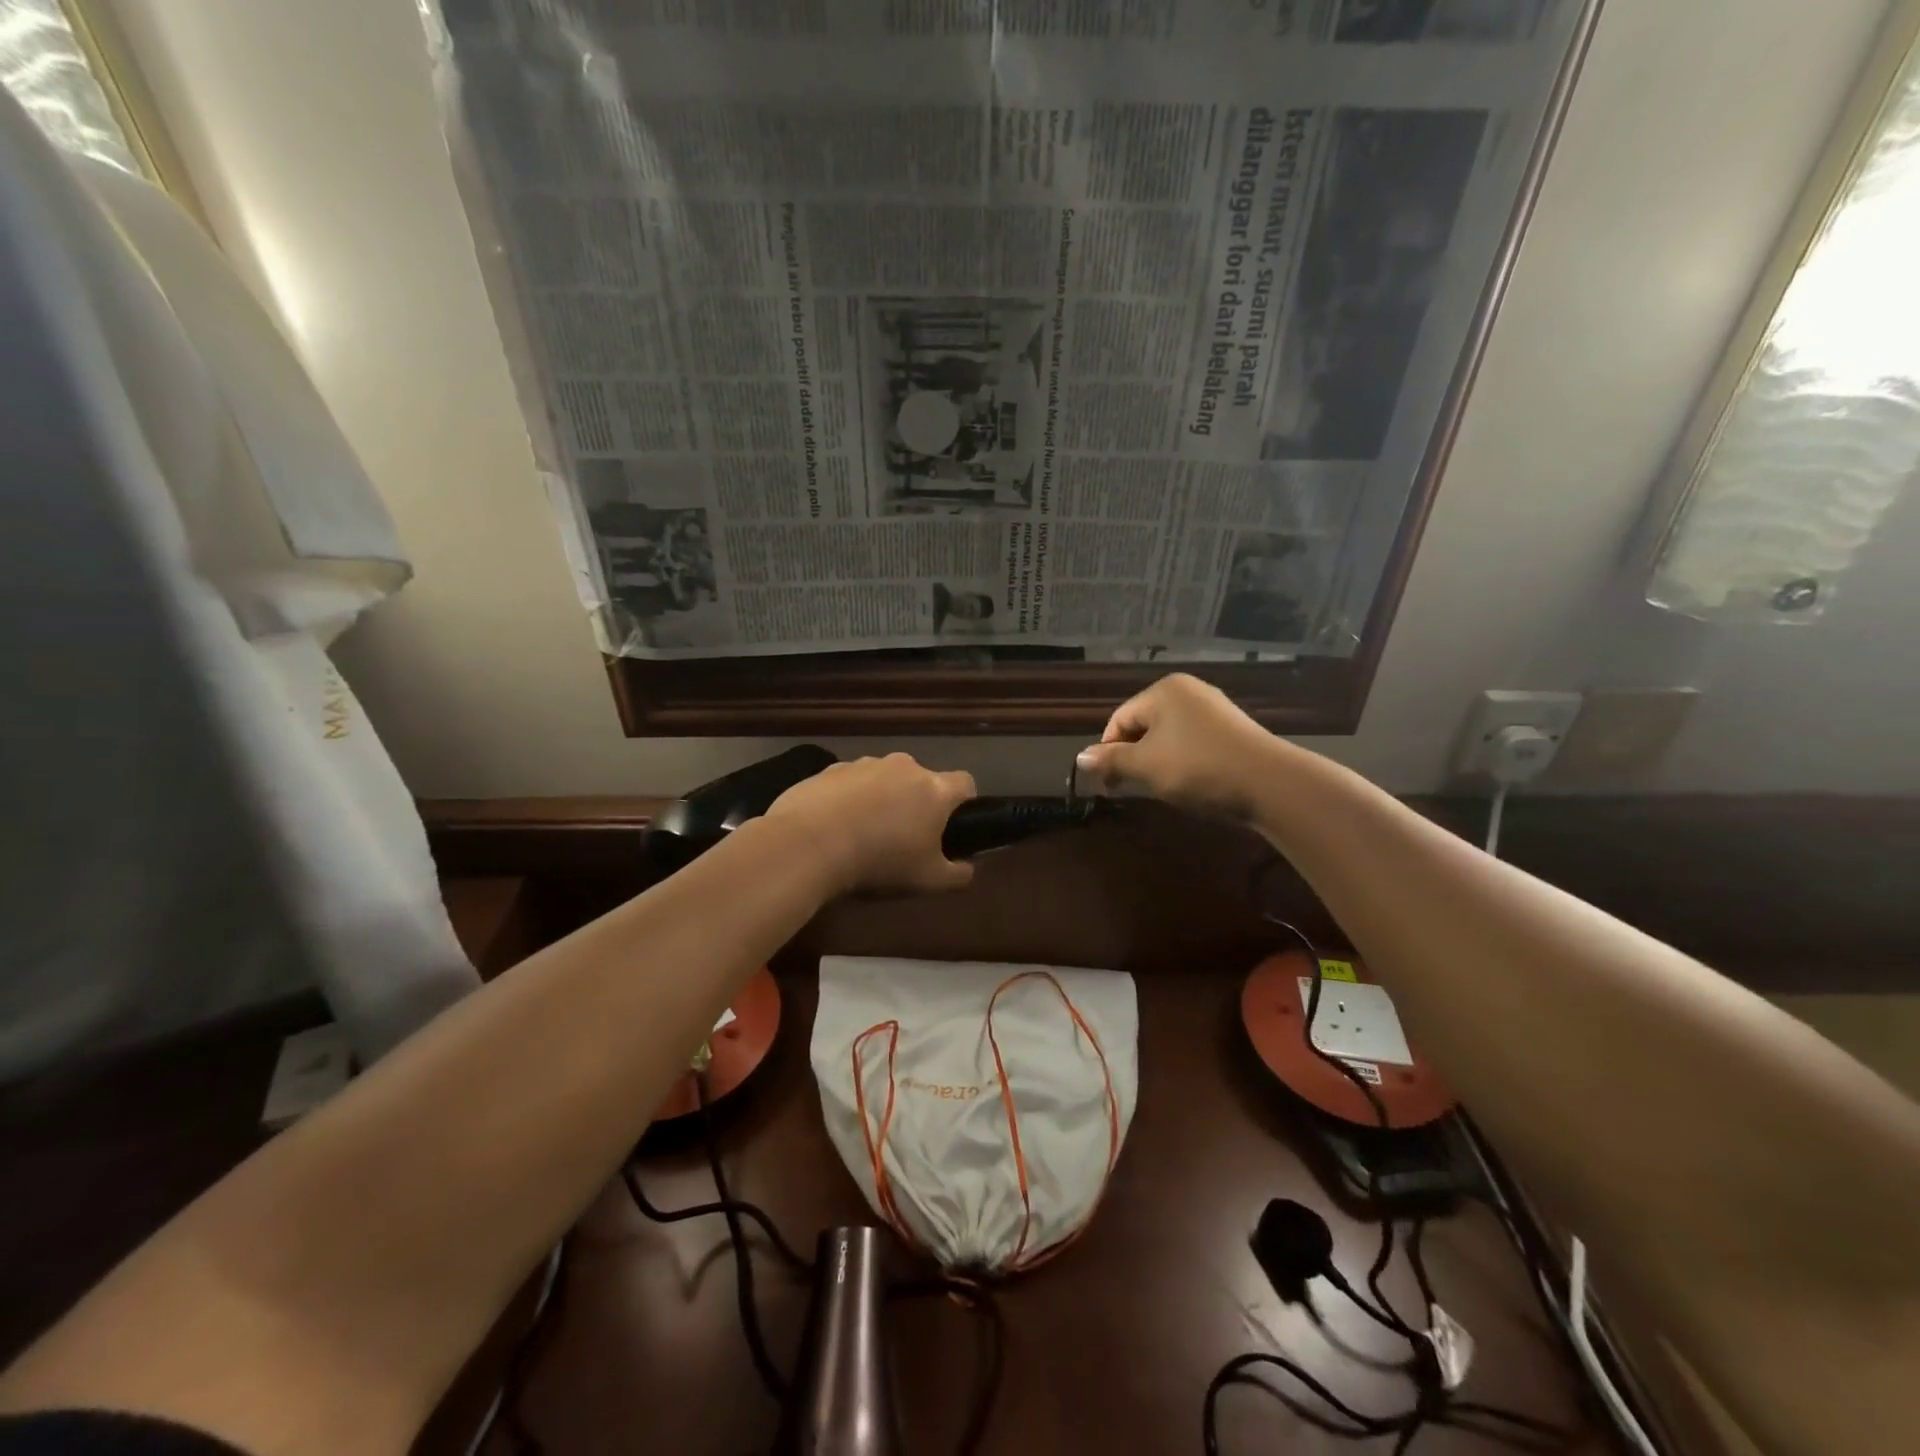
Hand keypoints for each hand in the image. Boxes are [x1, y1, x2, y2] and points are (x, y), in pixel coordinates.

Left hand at [763, 753, 976, 897]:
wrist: (809, 844)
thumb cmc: (880, 862)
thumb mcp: (929, 881)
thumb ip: (958, 874)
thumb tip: (968, 867)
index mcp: (934, 789)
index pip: (965, 783)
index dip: (964, 803)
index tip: (951, 826)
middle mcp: (903, 766)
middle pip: (921, 780)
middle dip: (916, 803)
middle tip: (904, 838)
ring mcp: (864, 763)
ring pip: (883, 779)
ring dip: (881, 799)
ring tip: (863, 834)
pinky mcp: (829, 769)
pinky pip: (850, 783)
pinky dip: (848, 799)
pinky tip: (834, 827)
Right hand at [1075, 674, 1282, 819]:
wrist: (1269, 783)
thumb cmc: (1198, 767)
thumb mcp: (1146, 766)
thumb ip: (1111, 760)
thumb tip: (1080, 757)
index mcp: (1163, 691)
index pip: (1119, 719)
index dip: (1108, 752)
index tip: (1108, 785)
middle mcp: (1187, 691)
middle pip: (1143, 725)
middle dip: (1132, 757)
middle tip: (1130, 788)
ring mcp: (1213, 709)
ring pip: (1167, 735)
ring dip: (1156, 761)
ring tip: (1159, 788)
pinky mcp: (1231, 729)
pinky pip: (1191, 741)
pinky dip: (1181, 760)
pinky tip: (1188, 782)